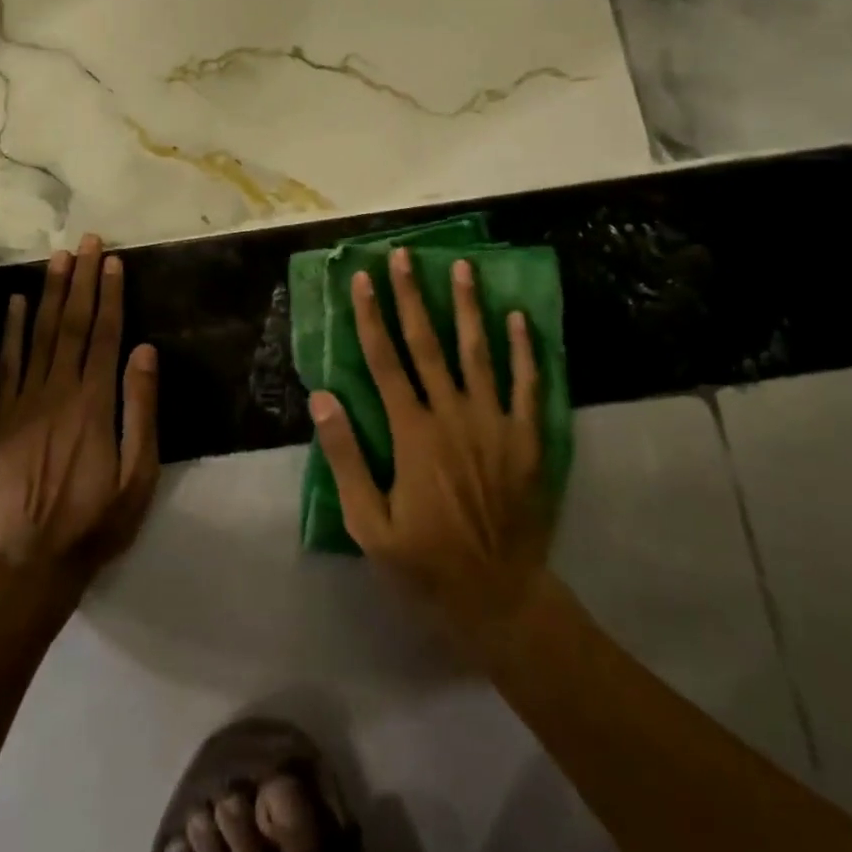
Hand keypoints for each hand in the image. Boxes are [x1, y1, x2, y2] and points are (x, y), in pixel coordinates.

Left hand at [0, 234, 159, 593]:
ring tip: (57, 258)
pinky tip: (14, 303)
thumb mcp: (139, 473)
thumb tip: (146, 351)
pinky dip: (9, 331)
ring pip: (39, 335)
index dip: (109, 295)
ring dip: (49, 293)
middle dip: (81, 280)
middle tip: (86, 242)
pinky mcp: (1, 417)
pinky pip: (6, 364)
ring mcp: (25, 402)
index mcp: (96, 403)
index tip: (112, 261)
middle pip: (72, 324)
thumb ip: (142, 409)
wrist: (33, 561)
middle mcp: (59, 391)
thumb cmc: (98, 520)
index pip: (105, 334)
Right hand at [311, 248, 550, 647]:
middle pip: (428, 344)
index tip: (361, 279)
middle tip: (403, 255)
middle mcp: (452, 416)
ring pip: (478, 353)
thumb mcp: (369, 524)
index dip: (370, 317)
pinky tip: (519, 317)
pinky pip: (529, 385)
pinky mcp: (527, 438)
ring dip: (467, 307)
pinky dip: (525, 350)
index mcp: (412, 434)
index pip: (384, 362)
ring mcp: (494, 423)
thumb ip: (346, 458)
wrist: (500, 596)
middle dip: (411, 296)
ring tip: (461, 266)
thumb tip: (322, 399)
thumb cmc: (426, 562)